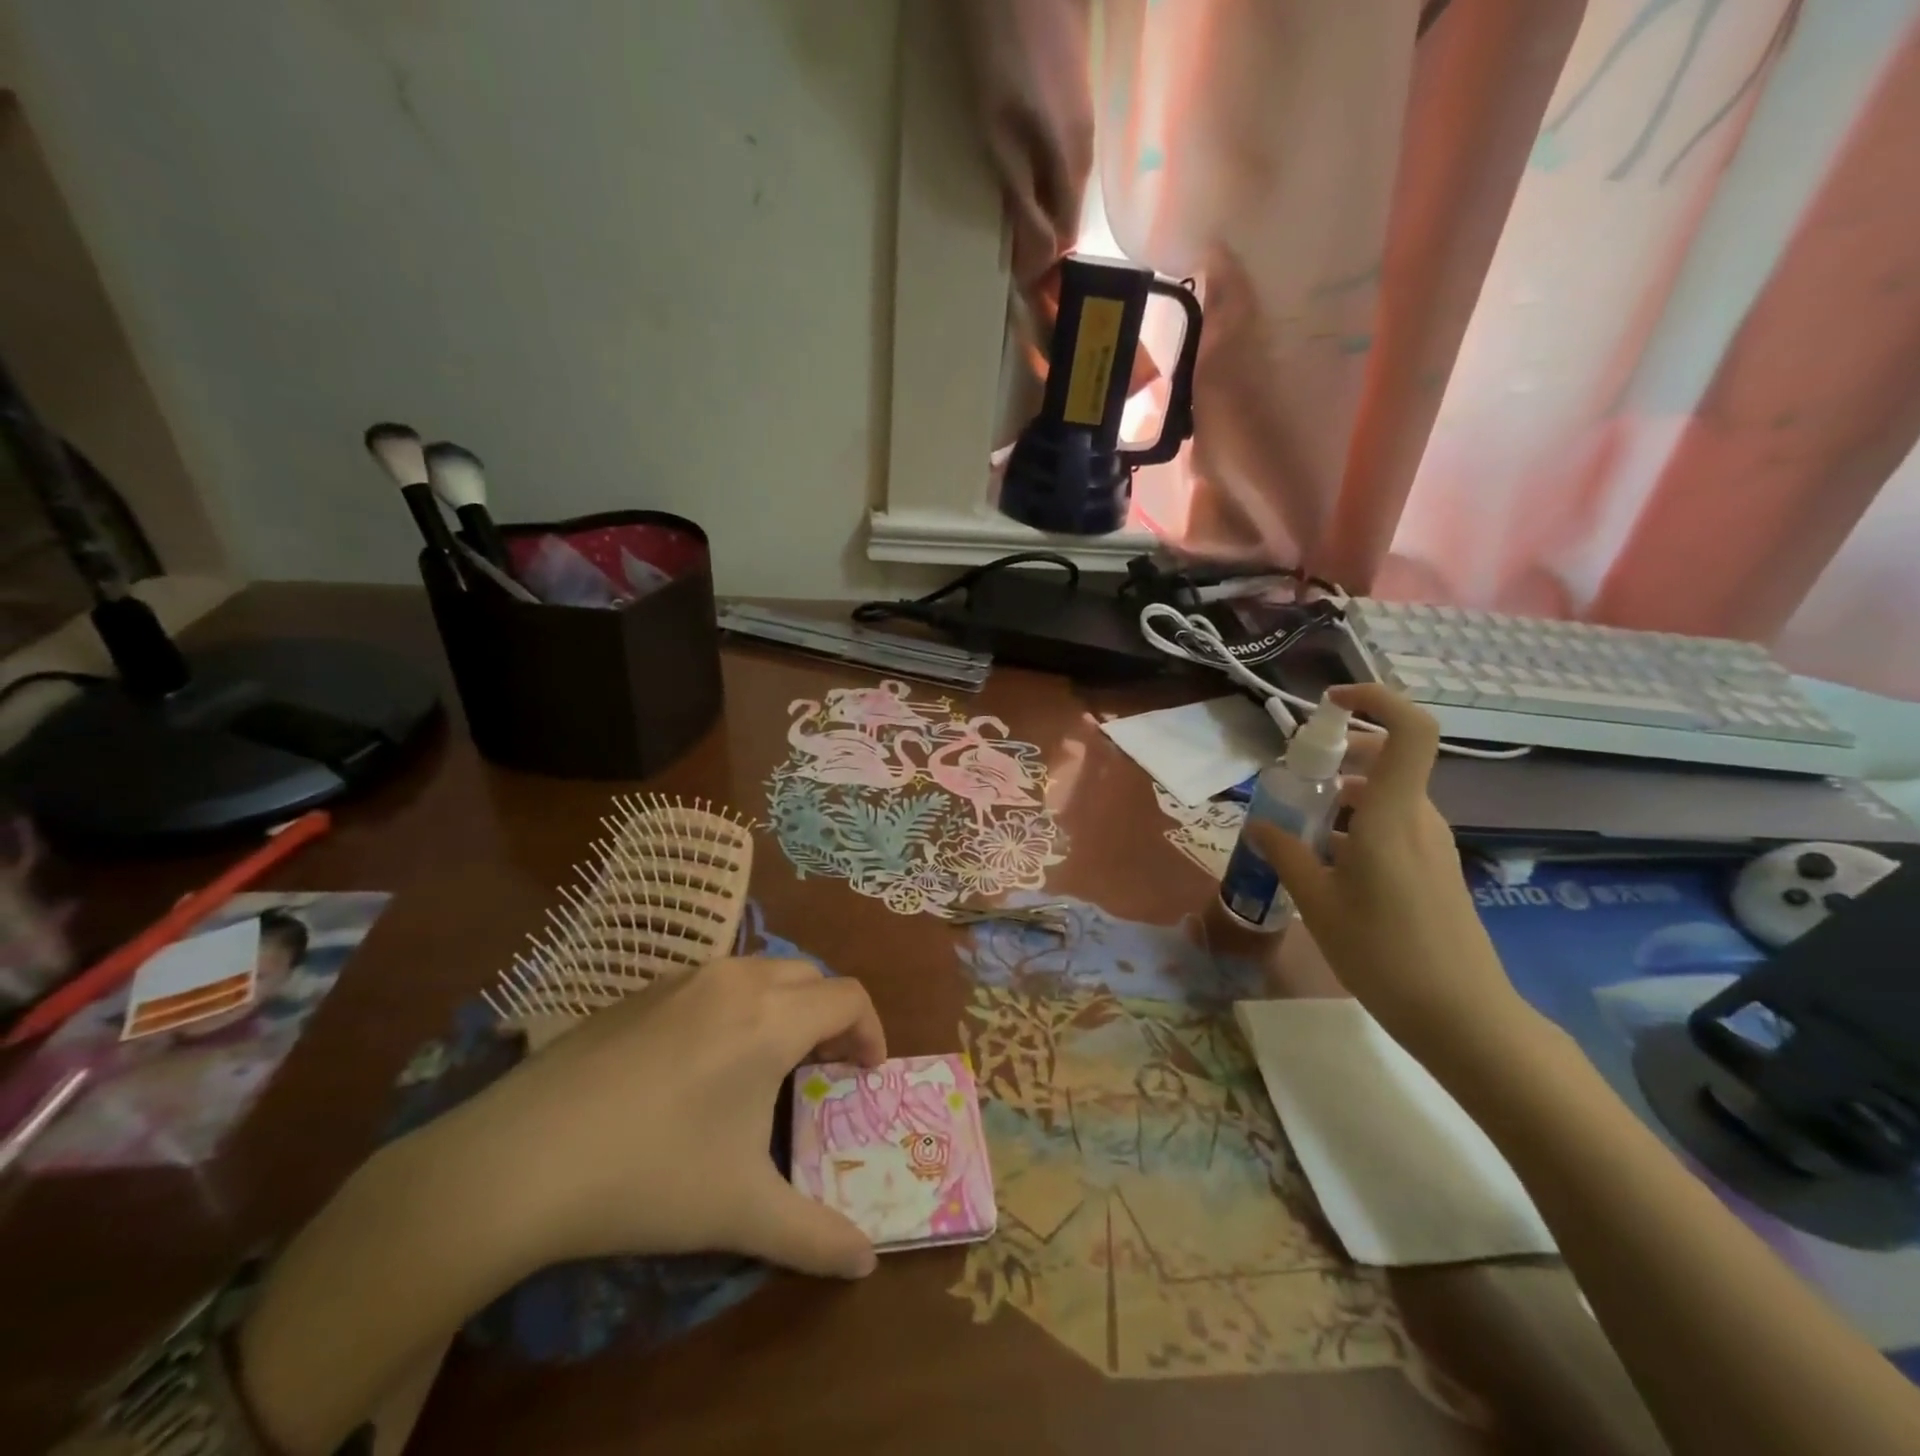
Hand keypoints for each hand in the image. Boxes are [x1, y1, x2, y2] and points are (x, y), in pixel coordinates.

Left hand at [443, 956, 886, 1279]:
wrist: (518, 1159)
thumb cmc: (649, 1175)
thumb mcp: (741, 1212)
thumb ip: (816, 1236)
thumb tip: (866, 1263)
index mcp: (771, 1018)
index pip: (849, 997)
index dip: (870, 1032)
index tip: (864, 1077)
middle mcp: (736, 981)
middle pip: (811, 976)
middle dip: (830, 1018)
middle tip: (821, 1071)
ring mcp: (685, 978)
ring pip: (762, 971)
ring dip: (785, 1007)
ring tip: (766, 1065)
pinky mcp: (643, 990)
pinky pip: (715, 982)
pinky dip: (737, 1006)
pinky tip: (701, 1064)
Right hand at [1246, 683, 1528, 1058]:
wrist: (1462, 1016)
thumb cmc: (1382, 953)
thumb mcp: (1317, 903)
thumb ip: (1285, 854)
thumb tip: (1258, 823)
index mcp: (1391, 816)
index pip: (1410, 731)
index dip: (1377, 700)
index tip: (1331, 704)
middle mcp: (1418, 818)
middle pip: (1387, 759)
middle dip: (1338, 756)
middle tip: (1293, 781)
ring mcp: (1432, 844)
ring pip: (1385, 795)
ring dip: (1341, 796)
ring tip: (1298, 831)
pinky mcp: (1434, 867)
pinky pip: (1393, 824)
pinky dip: (1356, 824)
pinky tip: (1327, 864)